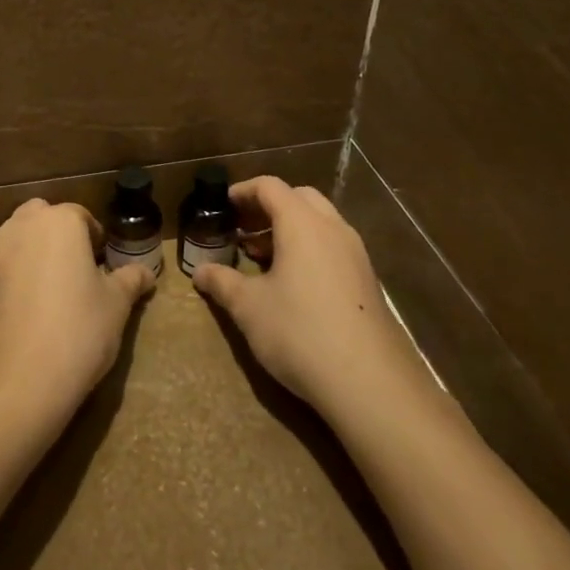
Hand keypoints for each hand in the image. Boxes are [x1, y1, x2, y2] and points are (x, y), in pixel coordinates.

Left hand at [0, 198, 154, 425]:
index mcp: (58, 223)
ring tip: (50, 290)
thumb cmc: (78, 333)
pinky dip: (12, 276)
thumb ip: (130, 280)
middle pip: (41, 216)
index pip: (80, 215)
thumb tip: (146, 273)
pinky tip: (25, 311)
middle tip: (75, 269)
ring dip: (32, 251)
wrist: (17, 384)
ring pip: (16, 238)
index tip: (102, 264)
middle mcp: (20, 228)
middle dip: (57, 234)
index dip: (94, 237)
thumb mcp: (116, 306)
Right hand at [191, 177, 408, 410]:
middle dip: (268, 207)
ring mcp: (356, 254)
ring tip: (262, 257)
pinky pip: (333, 247)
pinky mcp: (367, 281)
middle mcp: (333, 228)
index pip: (270, 187)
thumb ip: (222, 283)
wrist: (369, 382)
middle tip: (242, 229)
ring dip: (289, 229)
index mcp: (302, 223)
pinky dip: (309, 249)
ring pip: (320, 222)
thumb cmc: (299, 332)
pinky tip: (292, 284)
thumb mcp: (249, 308)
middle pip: (299, 197)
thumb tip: (199, 272)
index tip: (222, 206)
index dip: (243, 191)